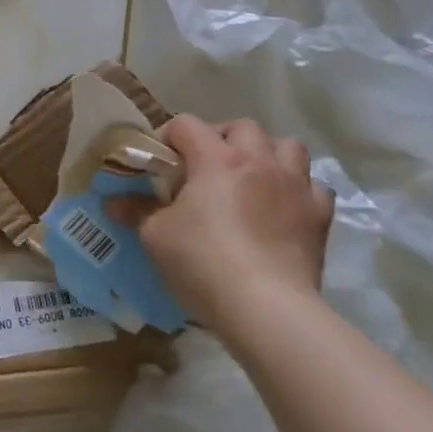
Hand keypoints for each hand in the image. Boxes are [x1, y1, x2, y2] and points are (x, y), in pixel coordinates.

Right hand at [106, 115, 332, 332]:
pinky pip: (314, 186)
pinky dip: (297, 188)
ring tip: (249, 177)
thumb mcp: (154, 235)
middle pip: (242, 127)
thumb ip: (135, 211)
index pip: (186, 124)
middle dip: (221, 137)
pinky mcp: (319, 216)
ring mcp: (295, 186)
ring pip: (287, 147)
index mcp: (216, 159)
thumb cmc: (202, 261)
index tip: (159, 162)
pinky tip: (282, 206)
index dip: (168, 136)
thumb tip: (113, 202)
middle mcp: (259, 161)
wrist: (267, 307)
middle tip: (204, 166)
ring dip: (267, 154)